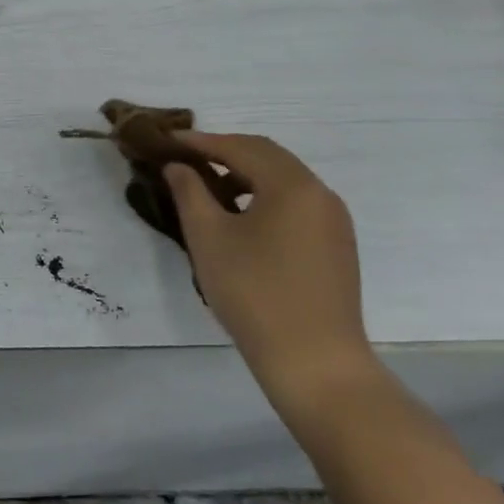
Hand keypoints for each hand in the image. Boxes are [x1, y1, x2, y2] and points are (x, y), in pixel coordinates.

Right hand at [162, 132, 379, 423]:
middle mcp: (320, 193)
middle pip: (266, 156)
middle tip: (185, 158)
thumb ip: (189, 192)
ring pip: (283, 179)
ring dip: (244, 174)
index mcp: (292, 185)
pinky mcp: (336, 245)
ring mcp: (334, 220)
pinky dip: (264, 196)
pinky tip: (240, 217)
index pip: (239, 147)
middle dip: (223, 152)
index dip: (199, 141)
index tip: (166, 141)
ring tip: (207, 187)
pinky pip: (296, 202)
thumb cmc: (254, 293)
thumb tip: (178, 166)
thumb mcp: (208, 238)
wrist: (315, 363)